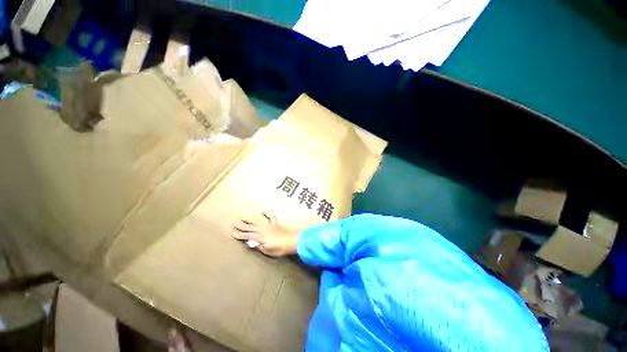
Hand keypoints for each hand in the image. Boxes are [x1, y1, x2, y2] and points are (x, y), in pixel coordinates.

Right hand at [232, 213, 297, 256]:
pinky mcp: (275, 224)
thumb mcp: (267, 250)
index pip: (246, 236)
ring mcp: (269, 225)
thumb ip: (258, 246)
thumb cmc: (279, 248)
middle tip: (233, 223)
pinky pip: (270, 217)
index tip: (231, 233)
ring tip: (243, 217)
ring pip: (257, 221)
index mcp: (259, 237)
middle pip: (249, 227)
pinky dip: (266, 214)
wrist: (292, 240)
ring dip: (250, 219)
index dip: (239, 235)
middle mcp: (262, 229)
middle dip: (241, 225)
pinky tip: (263, 211)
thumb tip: (249, 243)